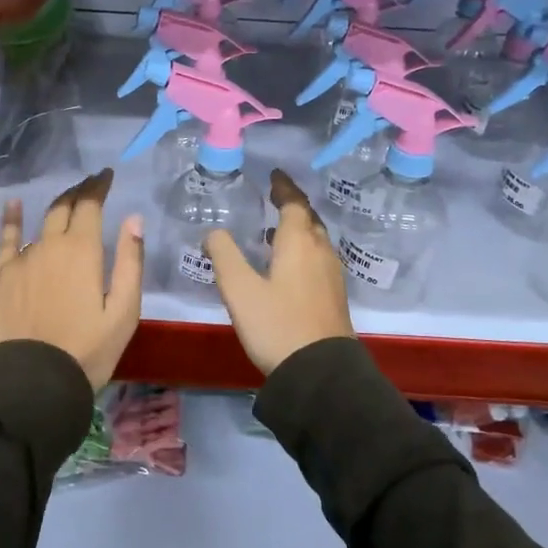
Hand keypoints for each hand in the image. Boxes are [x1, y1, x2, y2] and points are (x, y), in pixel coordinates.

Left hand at [0, 169, 144, 391]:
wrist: (32, 384)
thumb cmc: (87, 351)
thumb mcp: (123, 311)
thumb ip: (129, 262)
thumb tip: (133, 219)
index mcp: (82, 250)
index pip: (90, 204)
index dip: (99, 186)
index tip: (107, 176)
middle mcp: (48, 245)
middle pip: (63, 207)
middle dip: (79, 192)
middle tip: (90, 185)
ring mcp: (19, 260)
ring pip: (39, 226)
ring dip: (55, 211)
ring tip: (65, 204)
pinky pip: (6, 241)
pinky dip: (12, 220)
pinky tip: (14, 206)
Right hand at [203, 169, 353, 376]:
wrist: (320, 372)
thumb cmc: (277, 325)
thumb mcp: (239, 289)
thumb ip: (223, 254)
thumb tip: (213, 232)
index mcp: (299, 242)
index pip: (294, 203)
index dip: (283, 187)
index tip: (274, 175)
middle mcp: (320, 251)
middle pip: (309, 218)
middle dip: (292, 205)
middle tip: (274, 197)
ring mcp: (331, 274)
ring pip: (316, 239)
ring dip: (298, 228)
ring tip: (274, 230)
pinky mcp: (334, 295)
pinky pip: (318, 258)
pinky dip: (303, 249)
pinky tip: (287, 265)